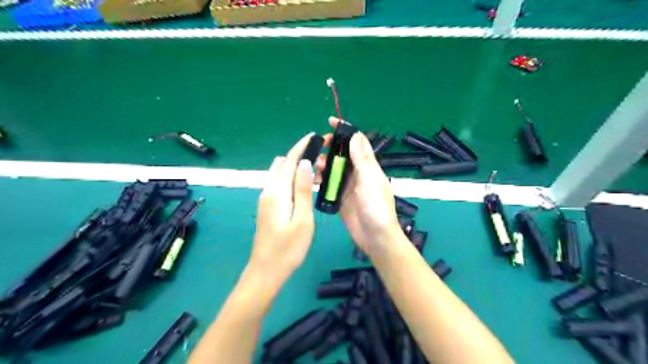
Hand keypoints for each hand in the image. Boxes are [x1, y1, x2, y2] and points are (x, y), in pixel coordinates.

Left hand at [249, 133, 315, 287]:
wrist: (266, 270)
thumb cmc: (289, 248)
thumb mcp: (302, 219)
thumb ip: (303, 190)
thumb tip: (304, 163)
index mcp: (277, 192)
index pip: (288, 161)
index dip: (300, 147)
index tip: (314, 137)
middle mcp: (268, 191)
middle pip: (281, 164)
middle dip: (298, 155)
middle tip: (319, 159)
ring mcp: (265, 199)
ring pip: (278, 174)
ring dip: (293, 167)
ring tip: (313, 172)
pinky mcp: (266, 207)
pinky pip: (278, 184)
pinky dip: (289, 178)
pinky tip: (302, 187)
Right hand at [318, 117, 403, 255]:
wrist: (374, 236)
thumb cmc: (376, 207)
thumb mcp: (370, 180)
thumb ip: (362, 158)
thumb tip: (355, 134)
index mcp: (368, 166)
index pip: (356, 142)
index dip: (345, 131)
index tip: (330, 122)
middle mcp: (358, 173)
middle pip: (342, 154)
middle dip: (330, 147)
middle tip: (318, 147)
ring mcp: (348, 185)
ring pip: (333, 168)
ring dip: (324, 163)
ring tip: (316, 166)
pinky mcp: (340, 197)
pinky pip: (328, 183)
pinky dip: (321, 179)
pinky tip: (313, 179)